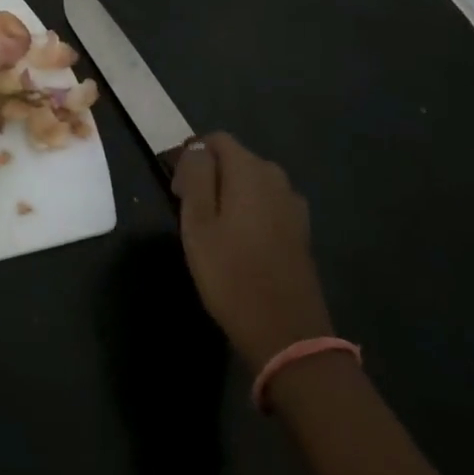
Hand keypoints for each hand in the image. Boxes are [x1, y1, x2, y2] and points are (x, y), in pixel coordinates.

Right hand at [174, 132, 334, 368]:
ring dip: (228, 192)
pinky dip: (247, 209)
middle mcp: (276, 179)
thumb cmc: (231, 275)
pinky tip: (237, 240)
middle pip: (235, 158)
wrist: (287, 335)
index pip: (215, 140)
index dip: (190, 154)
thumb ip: (196, 176)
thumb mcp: (198, 223)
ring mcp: (292, 205)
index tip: (174, 184)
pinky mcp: (300, 230)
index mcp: (250, 171)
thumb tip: (196, 149)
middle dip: (208, 173)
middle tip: (186, 207)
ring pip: (250, 182)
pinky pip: (266, 203)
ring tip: (208, 225)